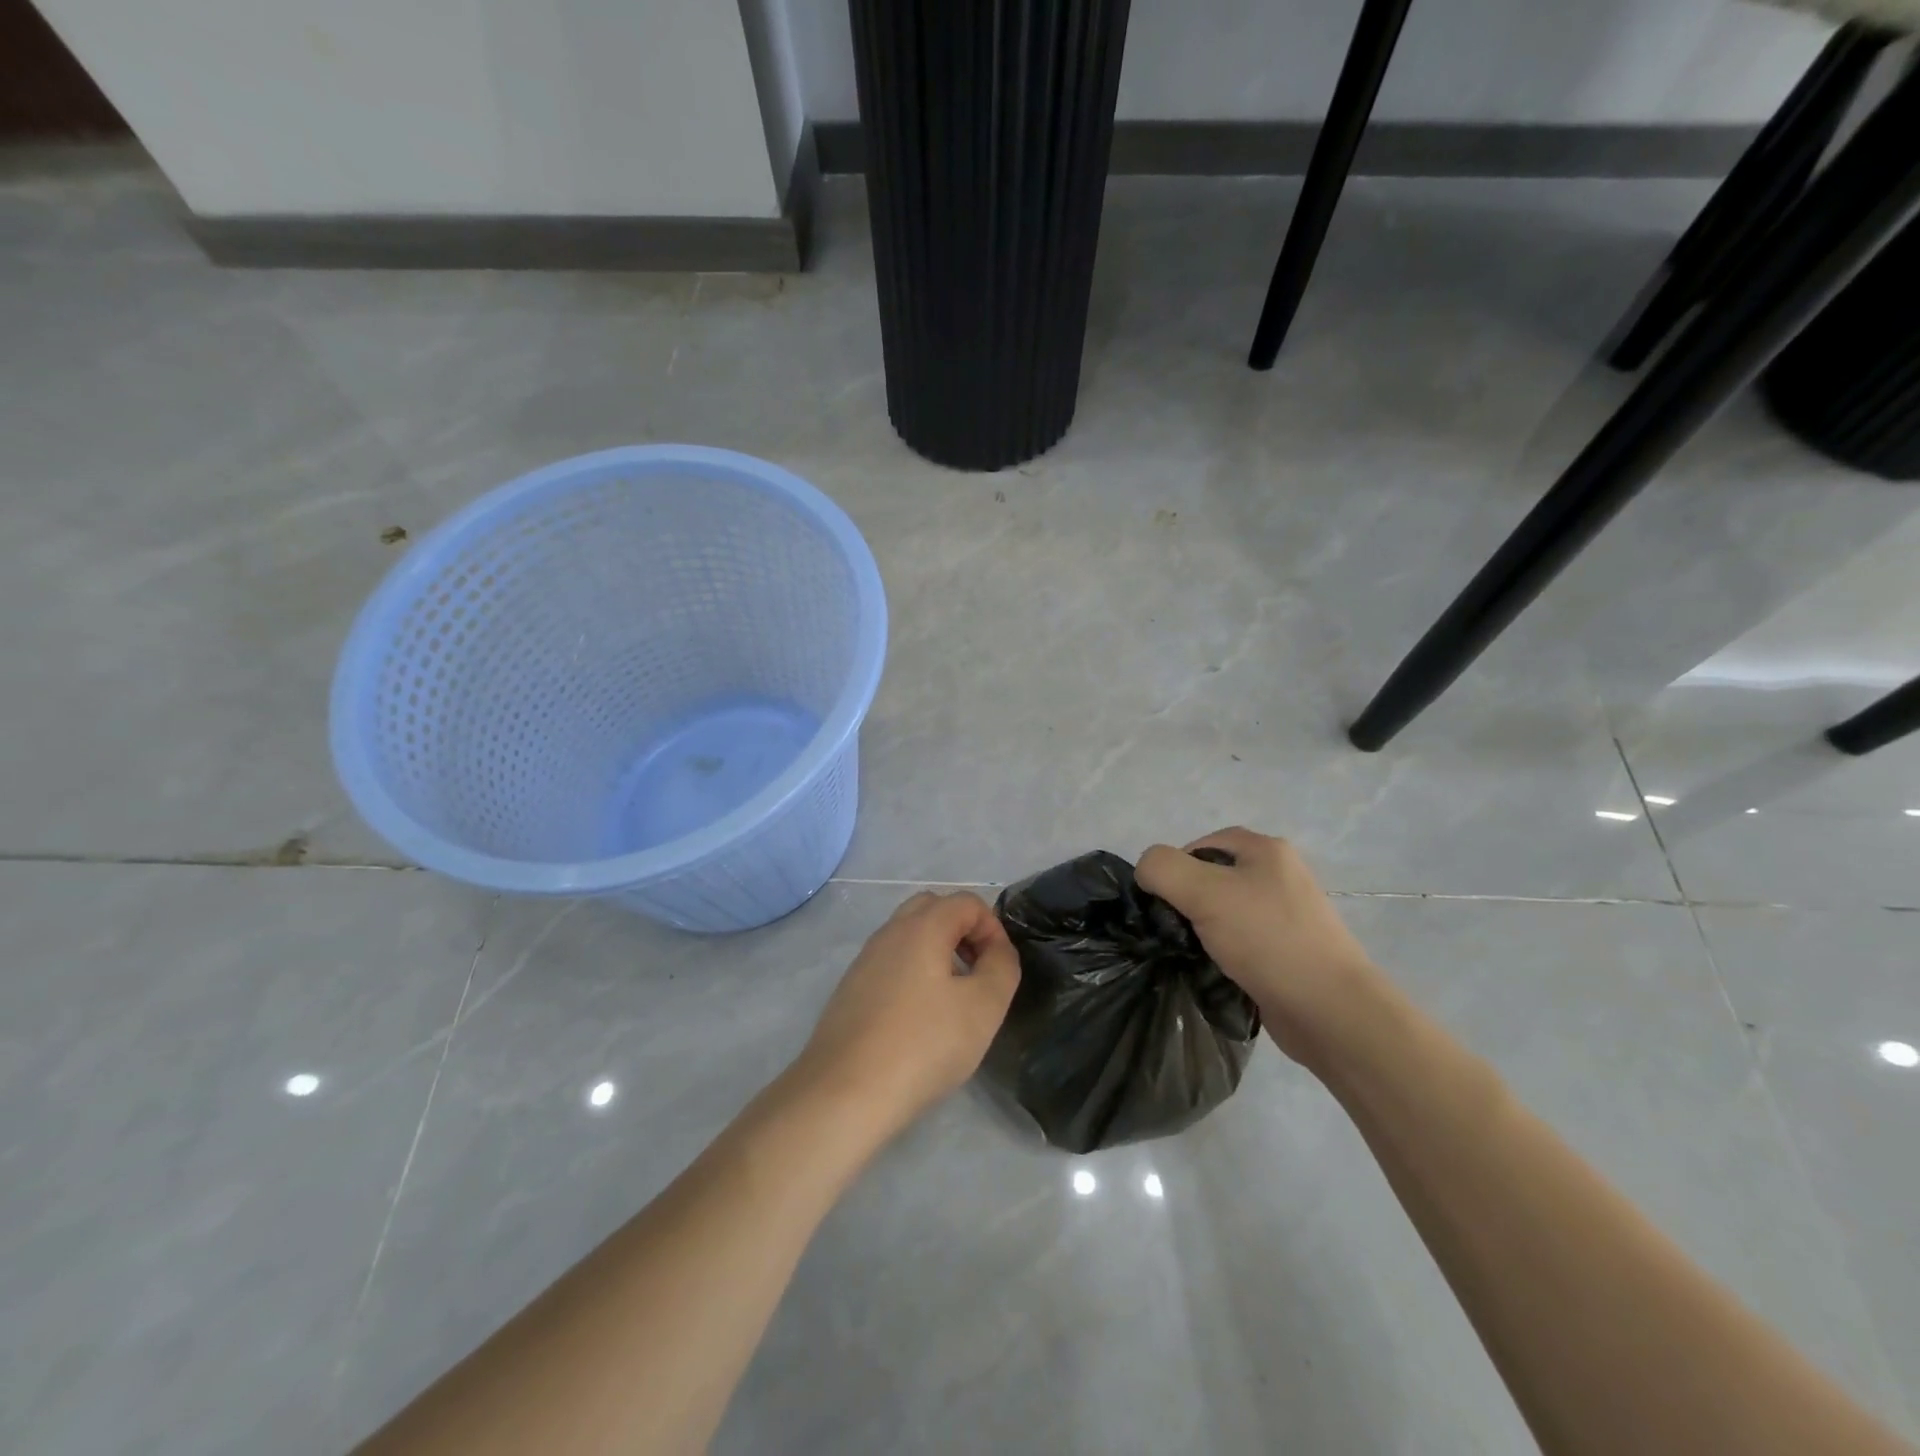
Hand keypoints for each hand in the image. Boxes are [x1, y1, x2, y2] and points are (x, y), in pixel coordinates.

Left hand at [792, 891, 1020, 1137]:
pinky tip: (919, 1019)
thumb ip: (1002, 966)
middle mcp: (889, 932)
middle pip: (933, 908)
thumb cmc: (923, 1045)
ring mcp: (864, 960)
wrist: (844, 1093)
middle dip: (963, 931)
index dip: (993, 928)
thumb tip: (997, 950)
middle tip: (977, 973)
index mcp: (922, 926)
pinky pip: (890, 963)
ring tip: (953, 999)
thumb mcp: (984, 1007)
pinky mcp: (850, 989)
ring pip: (909, 936)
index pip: (967, 902)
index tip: (999, 969)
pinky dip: (913, 973)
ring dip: (938, 952)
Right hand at [1137, 828, 1379, 1070]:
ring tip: (1192, 953)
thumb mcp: (1203, 891)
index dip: (1174, 869)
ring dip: (1201, 930)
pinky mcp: (1286, 950)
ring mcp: (1285, 914)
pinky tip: (1213, 971)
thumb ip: (1162, 868)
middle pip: (1210, 877)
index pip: (1199, 844)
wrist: (1330, 1011)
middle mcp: (1277, 874)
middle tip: (1175, 929)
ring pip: (1222, 911)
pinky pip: (1239, 941)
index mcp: (1265, 849)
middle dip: (1186, 901)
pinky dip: (1221, 952)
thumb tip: (1146, 872)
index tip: (1164, 903)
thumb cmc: (1267, 940)